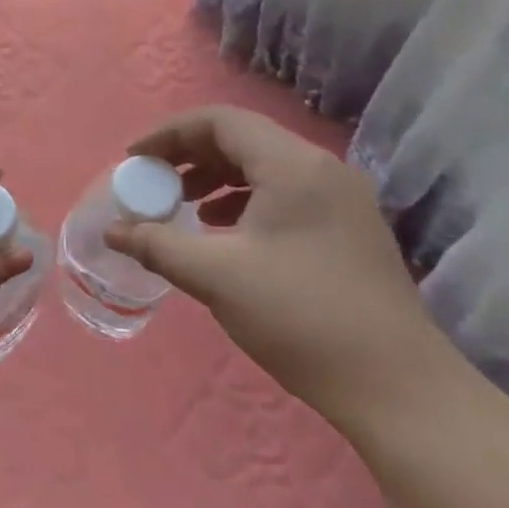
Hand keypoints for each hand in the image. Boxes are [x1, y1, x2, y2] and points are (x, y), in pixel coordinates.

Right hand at [105, 106, 449, 425]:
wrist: (396, 386)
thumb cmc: (300, 317)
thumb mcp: (217, 277)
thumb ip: (157, 245)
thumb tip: (112, 230)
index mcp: (292, 165)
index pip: (220, 121)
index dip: (169, 134)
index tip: (134, 160)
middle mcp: (321, 167)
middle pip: (243, 138)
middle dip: (191, 155)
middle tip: (155, 183)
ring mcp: (342, 196)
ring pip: (265, 166)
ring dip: (218, 177)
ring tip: (184, 206)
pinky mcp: (350, 226)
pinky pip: (286, 192)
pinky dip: (247, 200)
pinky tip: (226, 231)